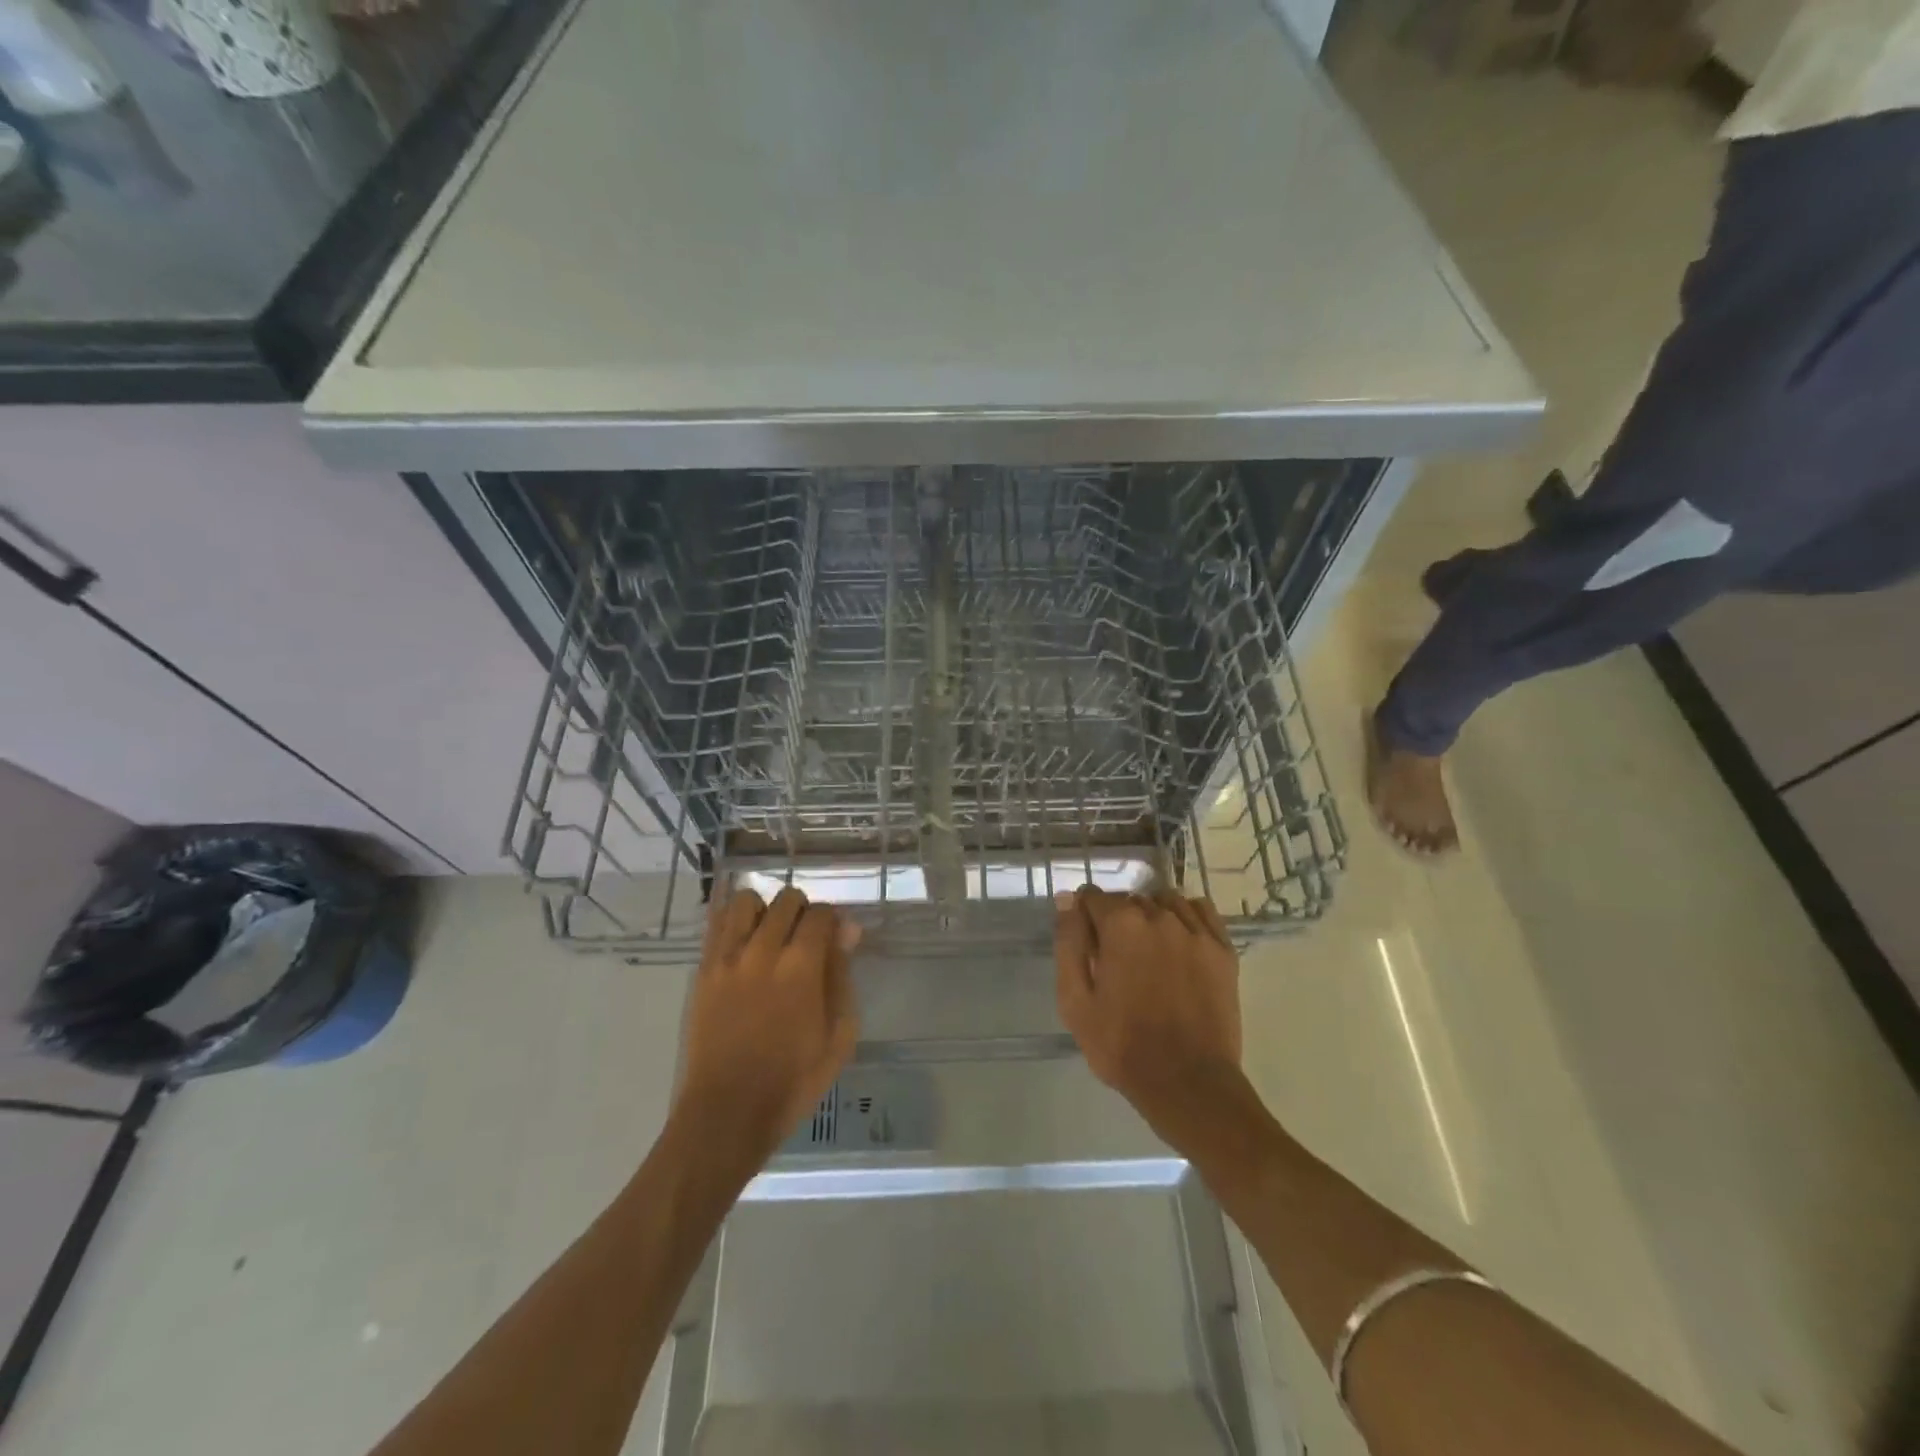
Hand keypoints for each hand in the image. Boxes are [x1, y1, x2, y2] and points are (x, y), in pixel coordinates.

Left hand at [675, 886, 860, 1162]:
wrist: (727, 1113)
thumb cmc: (793, 1081)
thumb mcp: (839, 1036)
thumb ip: (842, 976)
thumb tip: (847, 932)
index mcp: (801, 966)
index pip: (821, 913)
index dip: (834, 920)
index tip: (837, 939)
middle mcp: (762, 950)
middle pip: (786, 900)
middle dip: (803, 912)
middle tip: (807, 940)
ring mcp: (727, 958)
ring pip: (746, 901)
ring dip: (765, 911)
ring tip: (771, 937)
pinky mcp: (703, 971)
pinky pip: (716, 923)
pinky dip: (734, 921)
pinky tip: (745, 942)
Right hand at [1054, 886, 1243, 1139]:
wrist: (1188, 1082)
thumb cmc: (1121, 1045)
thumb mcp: (1075, 1001)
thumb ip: (1069, 943)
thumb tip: (1068, 899)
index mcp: (1120, 925)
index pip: (1093, 897)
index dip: (1084, 916)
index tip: (1085, 941)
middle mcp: (1159, 916)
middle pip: (1129, 899)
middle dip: (1117, 920)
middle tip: (1116, 958)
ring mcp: (1195, 931)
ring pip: (1165, 902)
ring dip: (1151, 915)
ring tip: (1148, 950)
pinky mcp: (1222, 949)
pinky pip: (1201, 910)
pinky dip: (1186, 915)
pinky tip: (1179, 939)